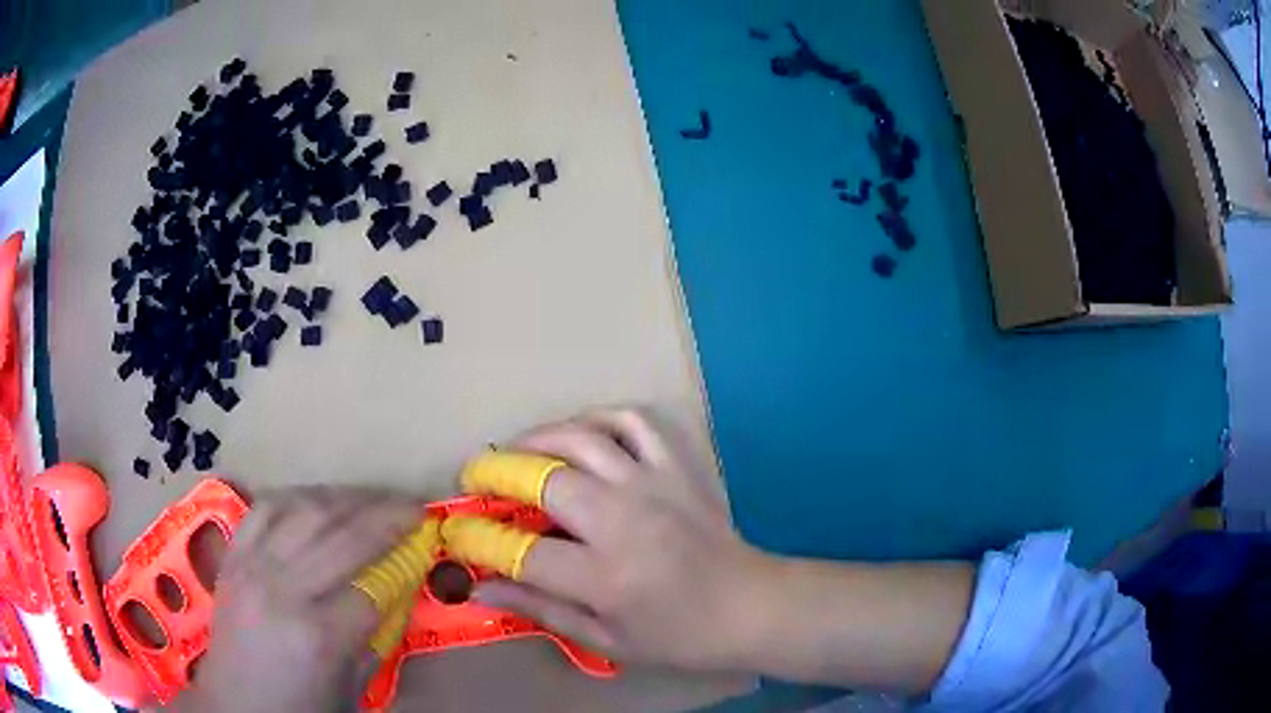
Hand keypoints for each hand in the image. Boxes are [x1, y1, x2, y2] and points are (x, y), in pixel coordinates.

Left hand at [175, 487, 422, 712]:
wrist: (237, 704)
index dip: (404, 560)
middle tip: (412, 506)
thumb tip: (398, 590)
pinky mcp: (233, 556)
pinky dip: (297, 497)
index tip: (426, 542)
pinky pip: (265, 508)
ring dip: (345, 498)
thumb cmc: (300, 708)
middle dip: (385, 515)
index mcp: (319, 635)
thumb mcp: (353, 687)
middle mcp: (283, 590)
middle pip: (342, 537)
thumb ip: (376, 637)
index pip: (372, 585)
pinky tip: (318, 499)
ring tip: (371, 498)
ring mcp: (252, 566)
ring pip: (304, 512)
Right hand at [469, 408, 771, 671]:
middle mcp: (624, 520)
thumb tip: (479, 588)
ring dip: (537, 437)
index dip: (478, 539)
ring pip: (581, 438)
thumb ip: (539, 610)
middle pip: (543, 479)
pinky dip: (599, 417)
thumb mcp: (605, 640)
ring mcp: (653, 484)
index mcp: (605, 577)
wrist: (748, 606)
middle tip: (477, 479)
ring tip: (515, 451)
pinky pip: (633, 421)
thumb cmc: (677, 635)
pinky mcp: (677, 466)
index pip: (521, 552)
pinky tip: (580, 433)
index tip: (456, 531)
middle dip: (496, 474)